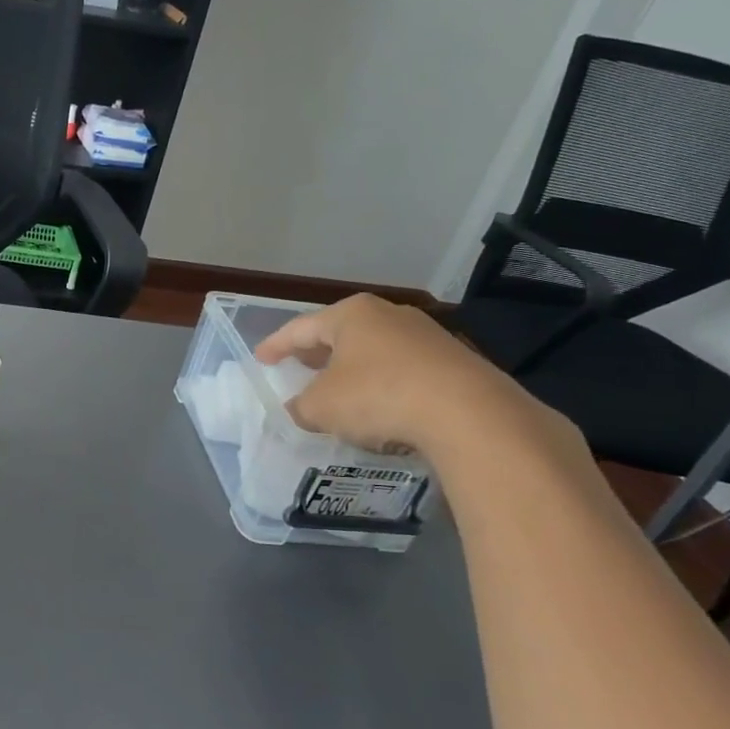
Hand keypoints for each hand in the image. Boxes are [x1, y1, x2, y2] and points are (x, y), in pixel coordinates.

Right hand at [255, 294, 564, 458]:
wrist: (468, 413)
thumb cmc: (378, 396)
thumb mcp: (322, 407)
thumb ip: (302, 406)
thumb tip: (301, 408)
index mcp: (351, 315)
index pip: (301, 328)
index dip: (276, 345)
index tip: (261, 359)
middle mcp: (388, 315)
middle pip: (341, 334)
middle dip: (317, 353)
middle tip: (298, 367)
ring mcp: (426, 335)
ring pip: (374, 350)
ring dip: (353, 369)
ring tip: (338, 389)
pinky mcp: (454, 362)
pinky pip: (403, 369)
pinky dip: (383, 384)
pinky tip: (380, 406)